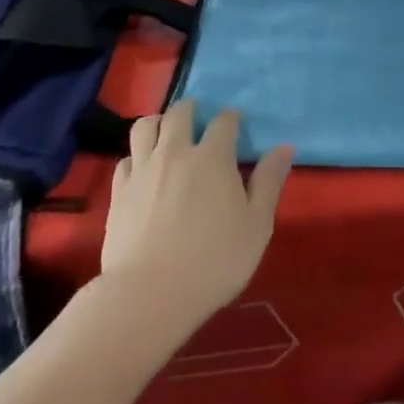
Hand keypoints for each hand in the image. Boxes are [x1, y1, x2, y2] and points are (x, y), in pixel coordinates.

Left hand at [100, 99, 293, 325]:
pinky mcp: (119, 191)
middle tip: (198, 118)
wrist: (149, 294)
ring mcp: (143, 169)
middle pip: (180, 112)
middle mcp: (175, 151)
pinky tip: (143, 169)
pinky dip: (136, 156)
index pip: (224, 121)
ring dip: (159, 122)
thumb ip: (269, 182)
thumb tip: (284, 146)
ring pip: (146, 126)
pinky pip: (126, 158)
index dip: (232, 118)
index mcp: (213, 156)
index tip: (236, 123)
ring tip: (166, 133)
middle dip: (192, 109)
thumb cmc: (213, 261)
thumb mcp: (257, 225)